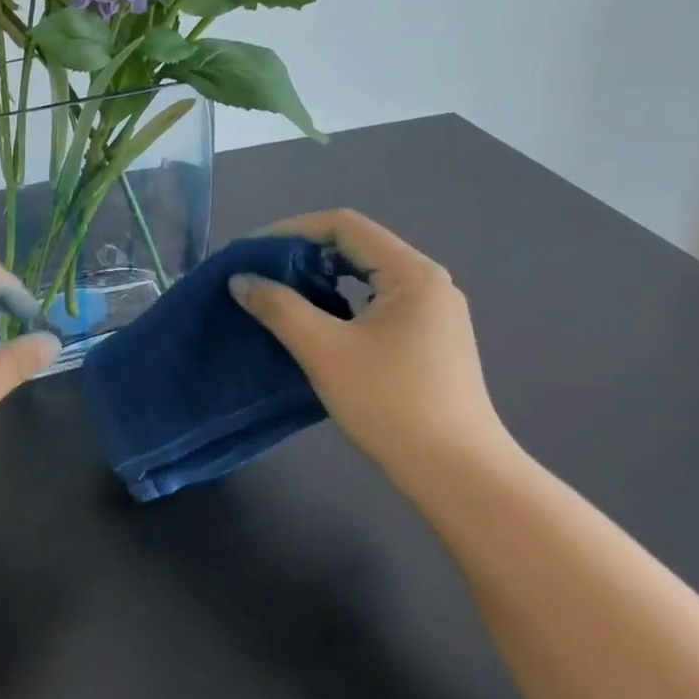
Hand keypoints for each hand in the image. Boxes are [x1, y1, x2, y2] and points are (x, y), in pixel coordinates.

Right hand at [229, 209, 512, 474]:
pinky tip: (316, 322)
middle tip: (260, 272)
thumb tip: (241, 279)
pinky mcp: (430, 338)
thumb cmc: (390, 403)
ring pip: (366, 275)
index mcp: (411, 273)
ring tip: (280, 294)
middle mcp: (428, 282)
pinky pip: (376, 301)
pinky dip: (340, 301)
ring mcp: (433, 311)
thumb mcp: (323, 350)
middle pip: (356, 246)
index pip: (343, 226)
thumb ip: (278, 307)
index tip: (251, 251)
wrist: (457, 473)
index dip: (291, 229)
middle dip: (303, 253)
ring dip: (320, 278)